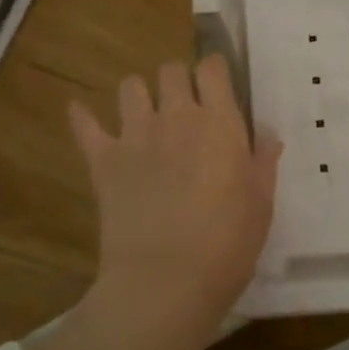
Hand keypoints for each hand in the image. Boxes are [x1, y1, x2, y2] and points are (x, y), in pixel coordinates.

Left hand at [69, 56, 281, 329]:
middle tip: (185, 106)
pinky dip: (82, 117)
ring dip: (139, 95)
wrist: (166, 280)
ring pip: (131, 87)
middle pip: (171, 70)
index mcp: (219, 123)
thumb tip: (267, 136)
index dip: (214, 71)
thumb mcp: (261, 204)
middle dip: (178, 80)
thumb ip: (262, 163)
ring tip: (145, 114)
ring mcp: (135, 135)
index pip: (212, 69)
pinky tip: (81, 113)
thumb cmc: (227, 244)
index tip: (218, 85)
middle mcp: (176, 116)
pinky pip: (85, 125)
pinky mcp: (103, 160)